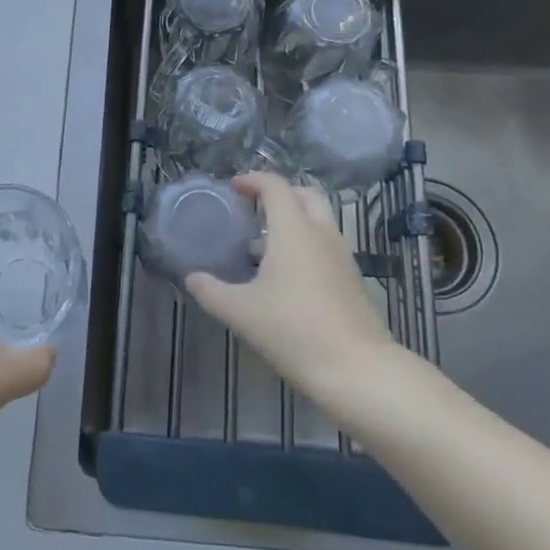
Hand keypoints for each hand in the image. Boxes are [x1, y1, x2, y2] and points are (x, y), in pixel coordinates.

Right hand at [185, 172, 393, 401]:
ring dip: (292, 223)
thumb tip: (192, 278)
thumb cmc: (294, 329)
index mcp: (294, 229)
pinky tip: (283, 279)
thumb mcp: (241, 312)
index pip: (276, 186)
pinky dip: (304, 246)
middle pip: (304, 195)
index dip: (253, 180)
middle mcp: (321, 233)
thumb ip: (212, 291)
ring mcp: (341, 256)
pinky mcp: (351, 280)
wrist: (357, 369)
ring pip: (318, 222)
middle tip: (253, 209)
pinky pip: (325, 246)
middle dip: (279, 195)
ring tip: (260, 248)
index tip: (233, 188)